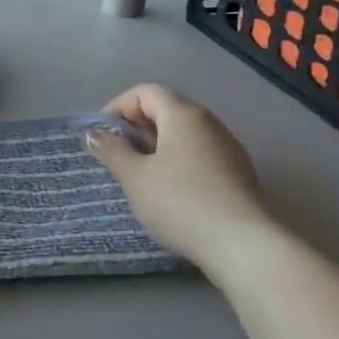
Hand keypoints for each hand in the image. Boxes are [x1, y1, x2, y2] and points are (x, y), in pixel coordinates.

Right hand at [85, 84, 283, 277]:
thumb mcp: (134, 177)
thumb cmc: (180, 202)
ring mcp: (229, 149)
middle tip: (116, 155)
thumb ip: (112, 150)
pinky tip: (170, 192)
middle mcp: (210, 124)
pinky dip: (178, 162)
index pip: (145, 92)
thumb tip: (94, 134)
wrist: (244, 247)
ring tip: (140, 175)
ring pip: (184, 135)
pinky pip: (200, 156)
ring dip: (157, 146)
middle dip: (137, 127)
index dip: (118, 107)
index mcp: (184, 115)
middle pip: (167, 110)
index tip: (102, 135)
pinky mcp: (240, 176)